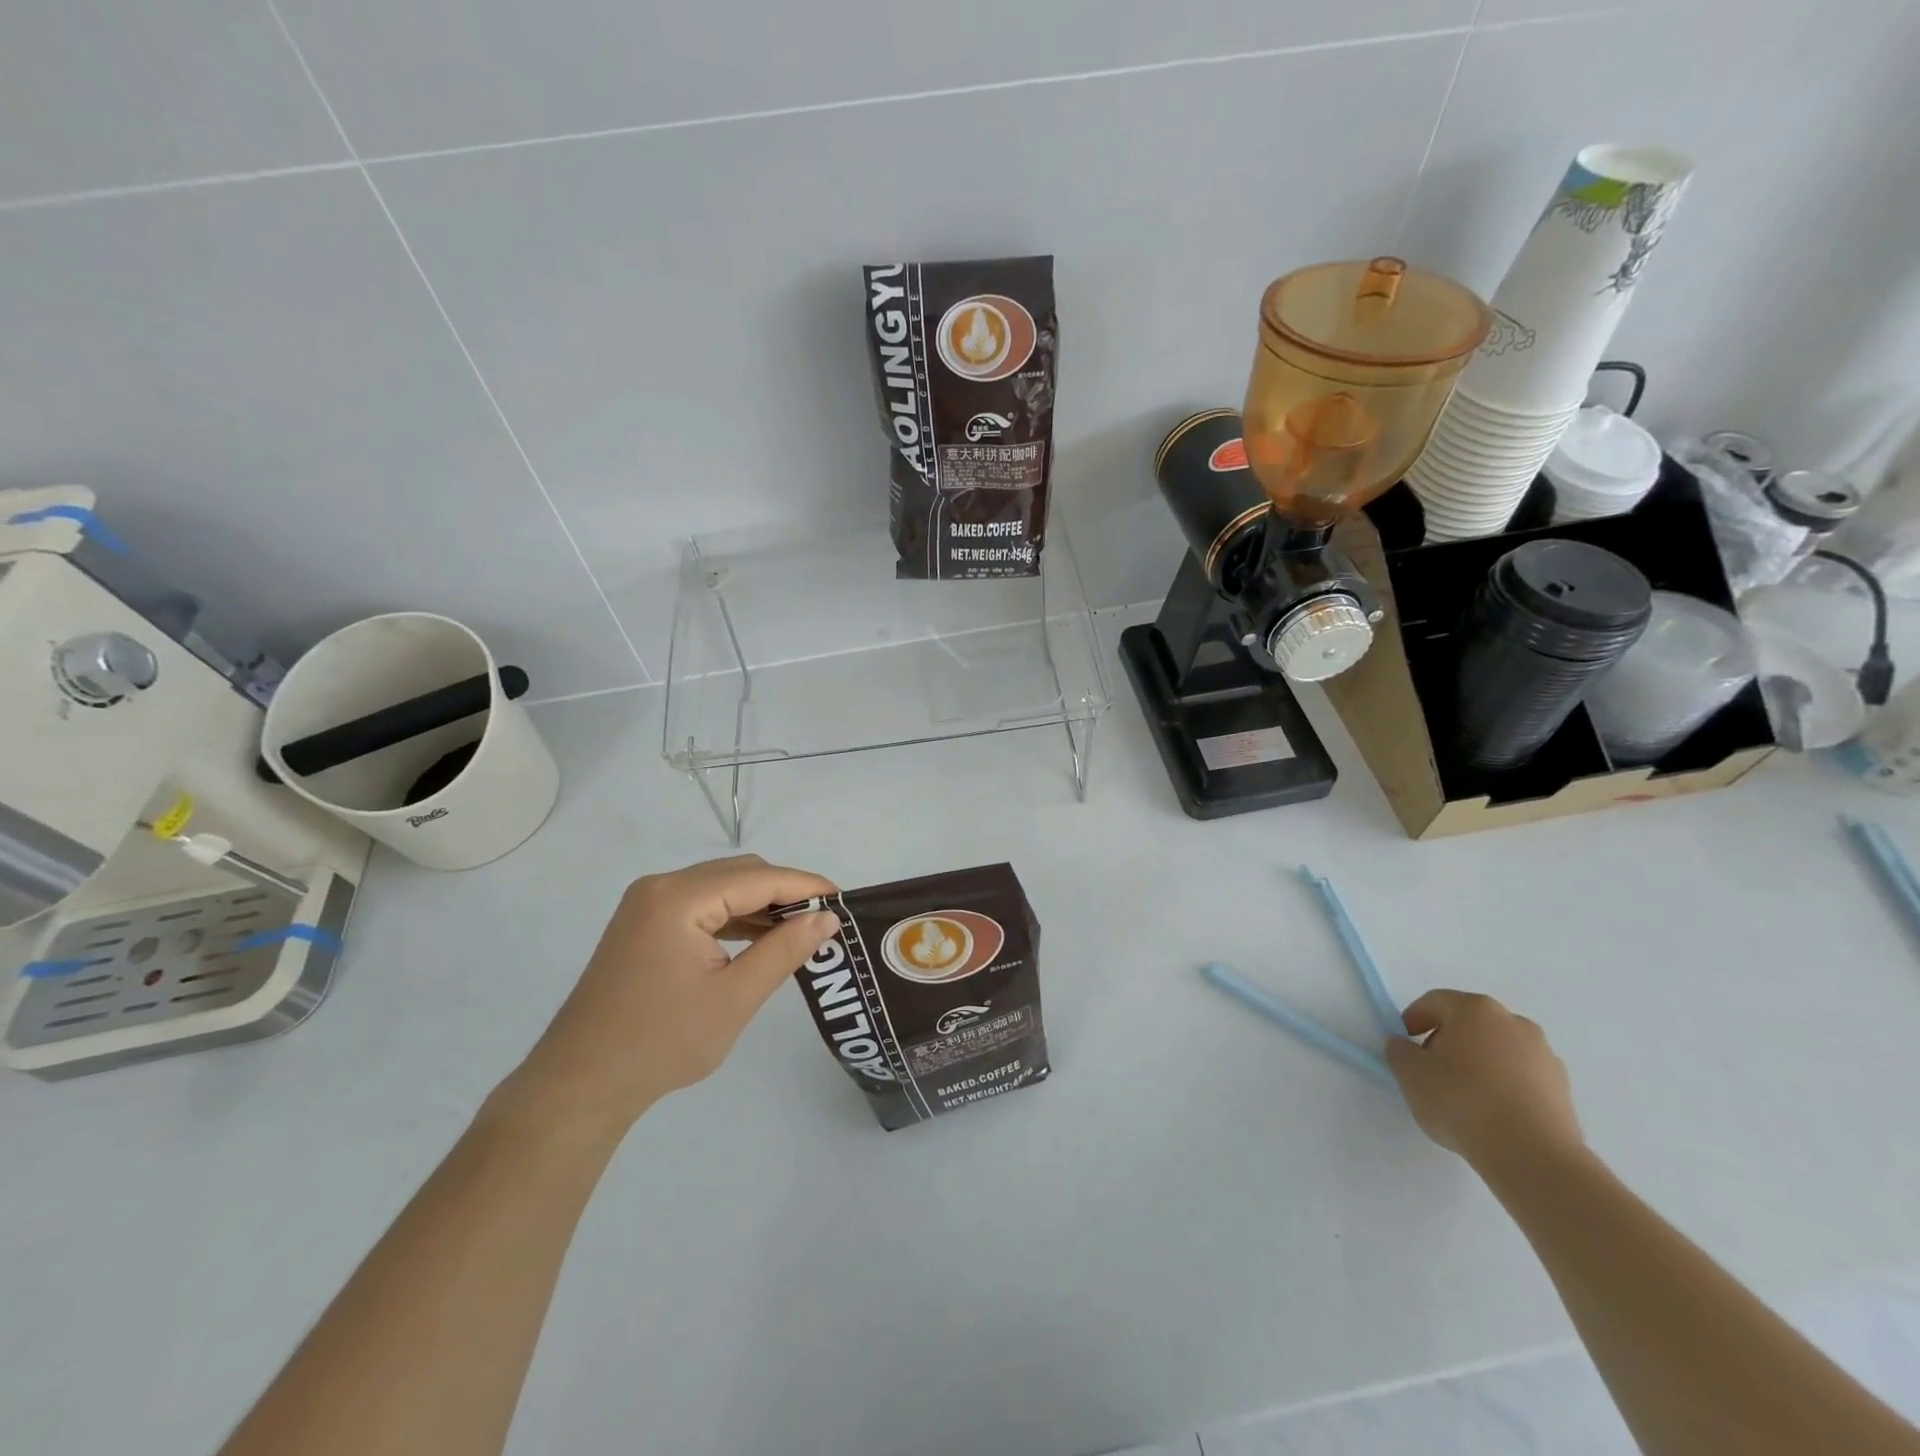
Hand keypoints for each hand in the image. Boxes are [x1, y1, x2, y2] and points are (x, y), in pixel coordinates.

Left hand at [508, 855, 839, 1127]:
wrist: (579, 1086)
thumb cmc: (661, 1043)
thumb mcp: (735, 998)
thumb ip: (784, 950)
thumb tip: (827, 917)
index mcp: (680, 898)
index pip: (759, 878)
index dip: (806, 885)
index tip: (845, 901)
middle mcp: (661, 887)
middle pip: (739, 874)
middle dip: (785, 892)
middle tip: (825, 920)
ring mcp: (647, 904)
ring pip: (721, 888)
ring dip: (760, 905)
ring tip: (800, 931)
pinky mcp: (642, 924)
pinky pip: (701, 906)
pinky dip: (734, 917)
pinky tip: (758, 940)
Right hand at [1385, 990, 1583, 1172]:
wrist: (1533, 1155)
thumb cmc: (1462, 1101)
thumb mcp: (1410, 1074)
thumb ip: (1399, 1051)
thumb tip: (1404, 1045)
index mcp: (1475, 1009)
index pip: (1435, 1002)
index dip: (1413, 1019)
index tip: (1405, 1046)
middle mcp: (1514, 1022)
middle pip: (1470, 1023)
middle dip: (1448, 1041)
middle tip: (1431, 1070)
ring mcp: (1545, 1055)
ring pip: (1499, 1050)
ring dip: (1479, 1064)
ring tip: (1466, 1097)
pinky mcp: (1564, 1089)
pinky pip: (1522, 1076)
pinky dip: (1505, 1086)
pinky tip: (1494, 1114)